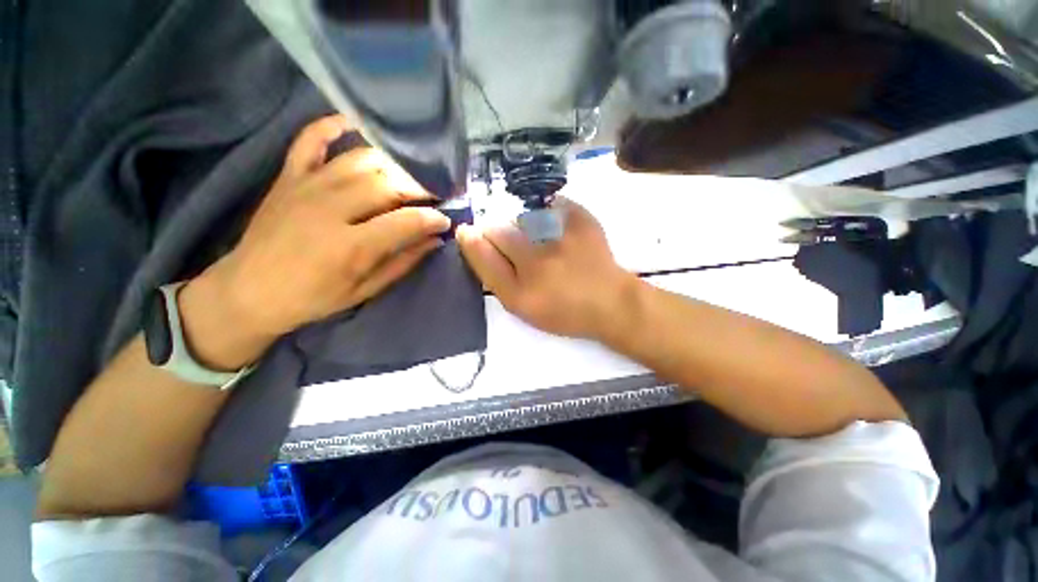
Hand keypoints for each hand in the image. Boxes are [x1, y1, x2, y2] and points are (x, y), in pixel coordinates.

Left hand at [179, 115, 450, 368]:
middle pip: (388, 184)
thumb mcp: (364, 290)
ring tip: (412, 173)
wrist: (249, 291)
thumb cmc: (313, 297)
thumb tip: (435, 240)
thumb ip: (402, 263)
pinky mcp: (289, 177)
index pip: (406, 221)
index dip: (432, 218)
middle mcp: (329, 209)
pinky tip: (355, 124)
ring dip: (394, 164)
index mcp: (350, 246)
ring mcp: (306, 187)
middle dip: (420, 187)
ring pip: (361, 160)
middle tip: (436, 194)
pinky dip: (332, 126)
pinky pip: (310, 139)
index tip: (446, 220)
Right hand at [457, 199, 637, 339]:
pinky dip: (549, 215)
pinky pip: (551, 206)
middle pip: (498, 230)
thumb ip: (497, 279)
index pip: (482, 255)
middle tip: (511, 243)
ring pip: (522, 217)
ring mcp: (561, 239)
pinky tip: (558, 232)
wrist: (611, 302)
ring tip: (540, 241)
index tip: (467, 232)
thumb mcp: (524, 308)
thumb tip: (477, 242)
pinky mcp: (581, 221)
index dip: (471, 240)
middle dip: (496, 232)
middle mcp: (537, 264)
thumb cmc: (564, 311)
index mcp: (521, 294)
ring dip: (522, 226)